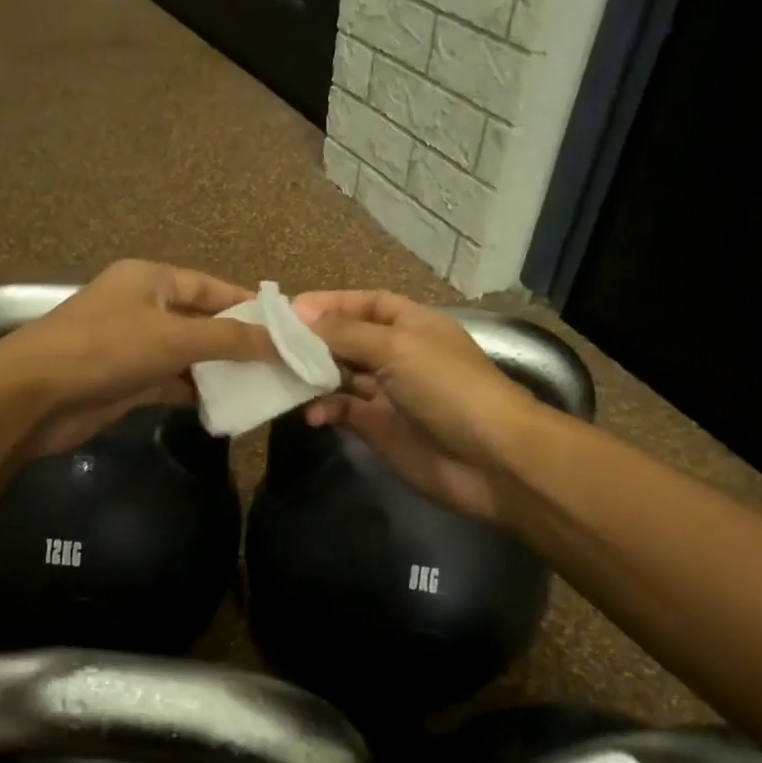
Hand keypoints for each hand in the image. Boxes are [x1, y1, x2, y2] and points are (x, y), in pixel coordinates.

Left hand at [0, 260, 275, 455]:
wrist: (34, 396)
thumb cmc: (106, 349)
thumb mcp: (174, 337)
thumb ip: (229, 338)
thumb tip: (281, 341)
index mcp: (151, 279)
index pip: (210, 286)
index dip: (248, 303)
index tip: (287, 325)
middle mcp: (143, 307)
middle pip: (201, 320)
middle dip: (238, 340)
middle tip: (282, 360)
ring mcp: (132, 345)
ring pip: (187, 354)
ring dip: (219, 370)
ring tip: (265, 386)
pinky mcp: (125, 381)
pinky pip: (171, 382)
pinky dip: (195, 392)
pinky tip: (228, 406)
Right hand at [292, 289, 538, 524]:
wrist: (489, 459)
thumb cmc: (447, 387)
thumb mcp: (397, 347)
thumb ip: (346, 332)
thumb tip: (301, 315)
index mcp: (412, 325)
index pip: (367, 303)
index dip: (332, 303)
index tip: (290, 310)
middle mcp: (399, 355)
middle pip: (349, 339)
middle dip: (314, 340)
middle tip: (272, 344)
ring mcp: (388, 394)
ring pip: (341, 376)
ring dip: (313, 375)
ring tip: (282, 376)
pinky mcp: (379, 429)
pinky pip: (343, 412)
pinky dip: (325, 410)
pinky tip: (312, 415)